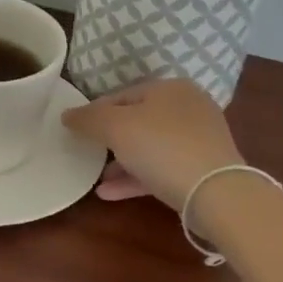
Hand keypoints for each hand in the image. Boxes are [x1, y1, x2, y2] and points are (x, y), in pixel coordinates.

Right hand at [62, 79, 240, 209]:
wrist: (216, 193)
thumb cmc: (161, 147)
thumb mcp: (115, 127)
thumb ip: (87, 118)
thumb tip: (66, 114)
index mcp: (170, 88)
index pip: (122, 94)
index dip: (95, 111)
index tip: (76, 131)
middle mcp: (188, 107)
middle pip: (138, 121)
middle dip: (109, 139)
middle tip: (87, 153)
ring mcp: (199, 140)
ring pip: (150, 147)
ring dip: (121, 162)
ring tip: (95, 179)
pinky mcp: (204, 170)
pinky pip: (162, 169)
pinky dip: (136, 178)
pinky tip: (108, 193)